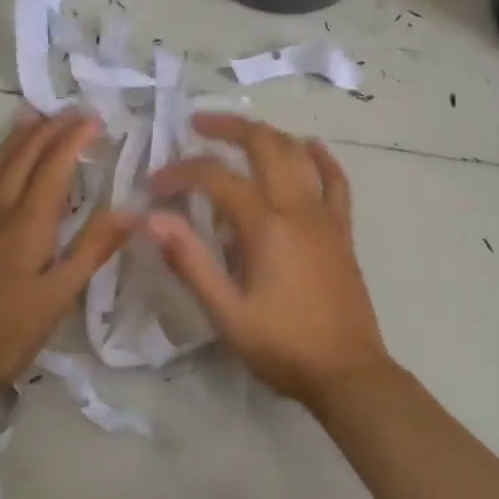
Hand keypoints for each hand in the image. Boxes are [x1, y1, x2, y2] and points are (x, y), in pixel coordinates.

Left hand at [0, 109, 127, 412]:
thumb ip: (92, 250)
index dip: (74, 139)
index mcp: (27, 224)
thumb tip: (132, 210)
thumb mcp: (57, 299)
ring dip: (13, 139)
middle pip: (23, 159)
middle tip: (69, 110)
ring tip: (29, 116)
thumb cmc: (1, 336)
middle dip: (48, 130)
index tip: (95, 118)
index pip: (55, 167)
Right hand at [143, 113, 390, 408]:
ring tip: (239, 135)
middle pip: (263, 144)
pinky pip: (337, 181)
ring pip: (297, 154)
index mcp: (265, 224)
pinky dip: (321, 158)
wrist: (347, 373)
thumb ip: (190, 261)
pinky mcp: (342, 230)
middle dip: (227, 128)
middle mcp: (297, 207)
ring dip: (267, 135)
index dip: (180, 173)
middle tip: (197, 125)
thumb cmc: (282, 346)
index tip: (154, 187)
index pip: (215, 177)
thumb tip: (152, 218)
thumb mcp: (226, 313)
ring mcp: (325, 215)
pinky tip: (310, 146)